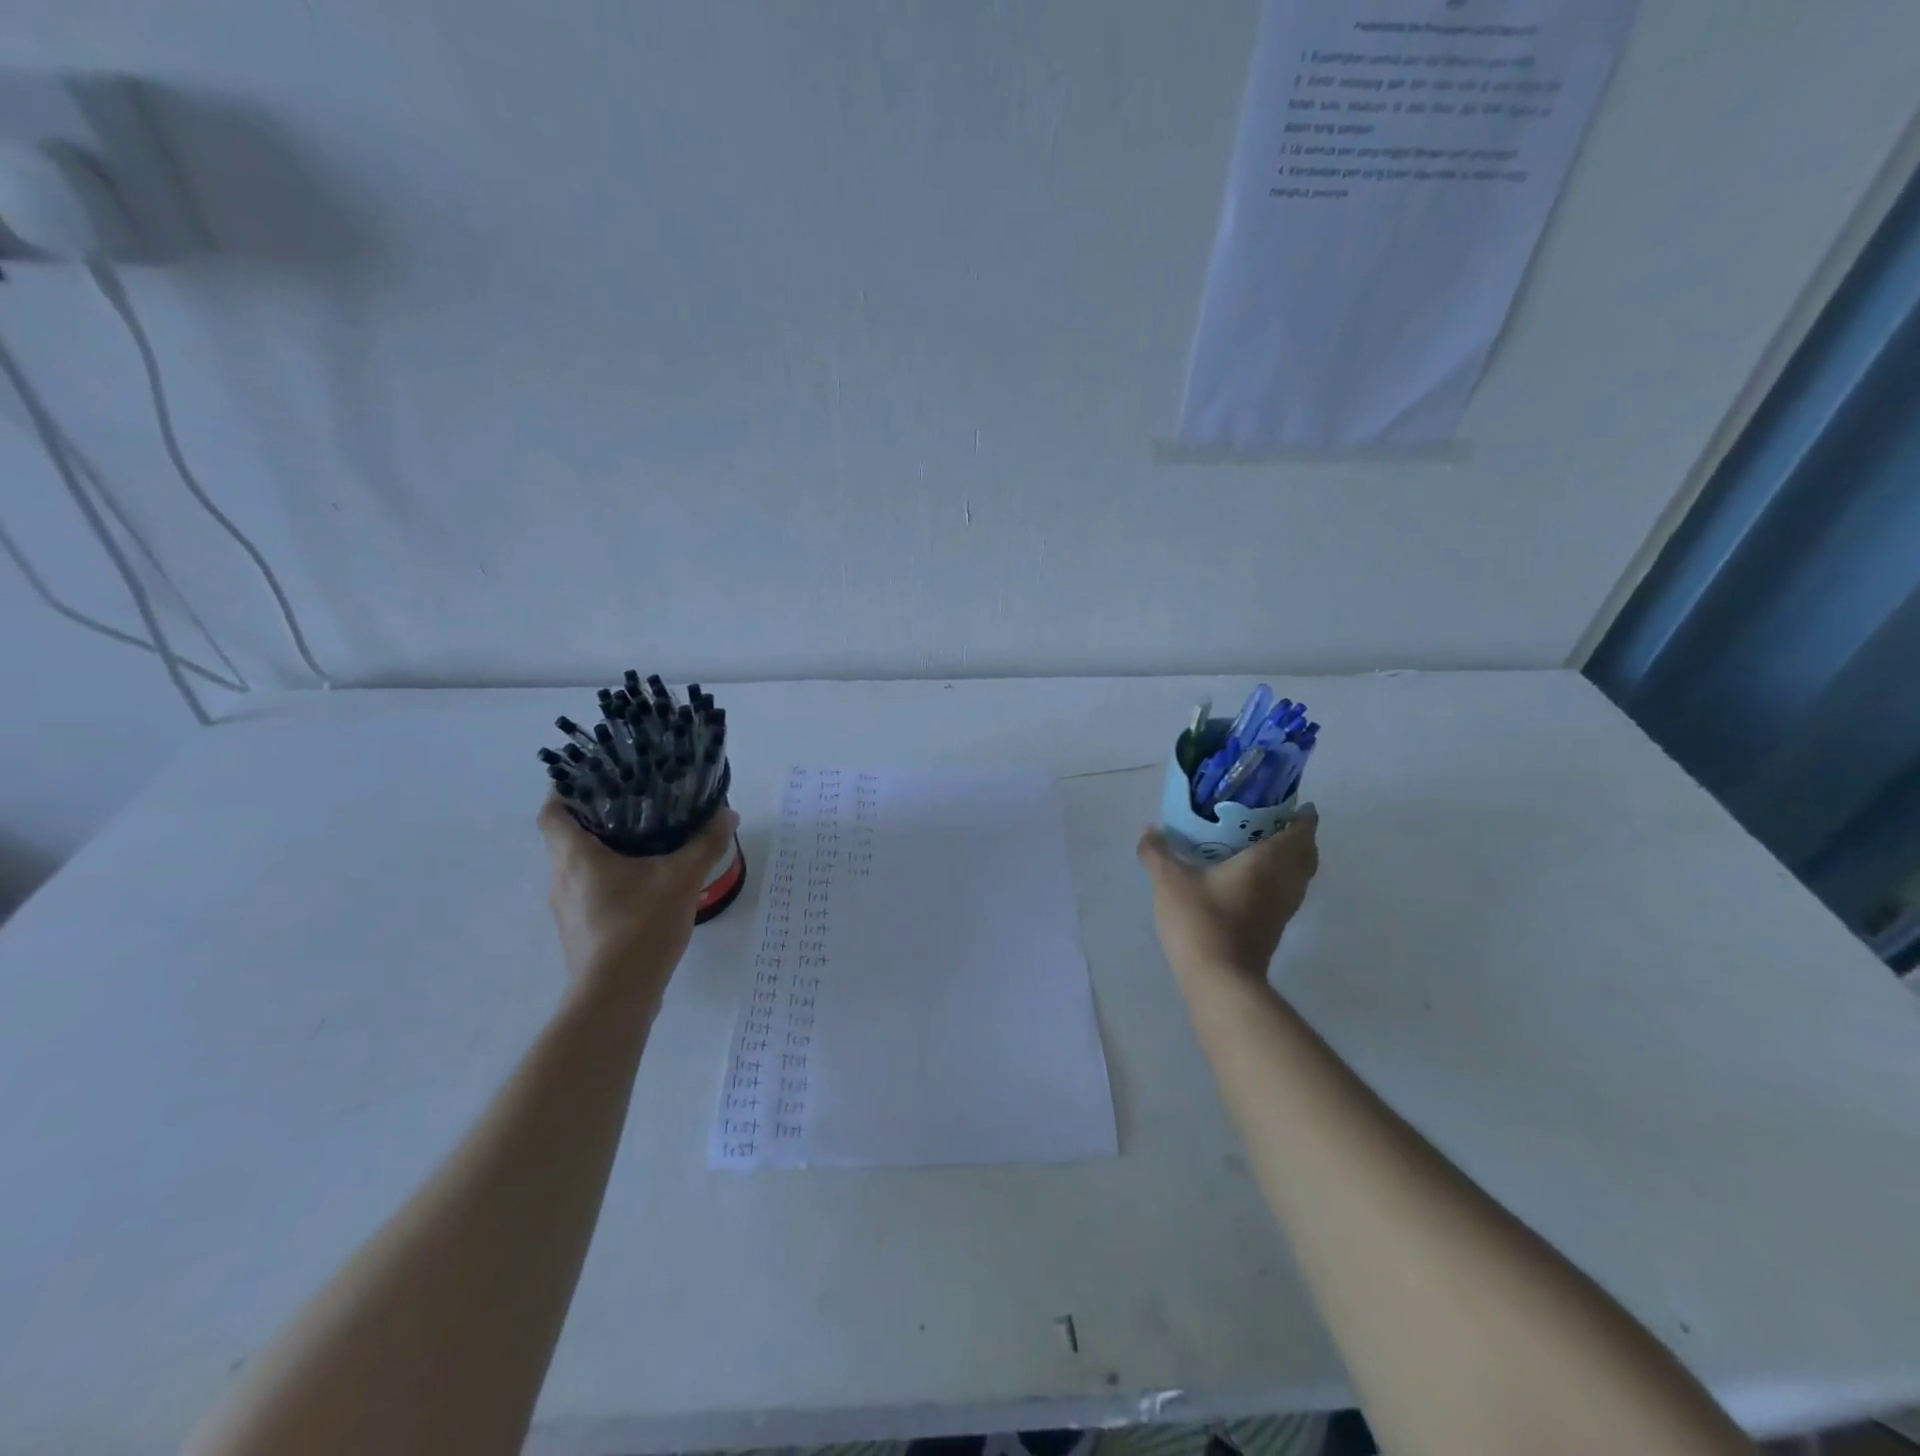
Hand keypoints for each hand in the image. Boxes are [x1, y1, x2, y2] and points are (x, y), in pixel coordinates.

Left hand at [537, 797, 739, 1006]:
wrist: (616, 997)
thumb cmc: (640, 927)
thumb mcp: (682, 878)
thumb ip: (705, 843)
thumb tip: (727, 814)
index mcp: (575, 857)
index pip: (552, 812)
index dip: (565, 791)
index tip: (592, 779)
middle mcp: (562, 879)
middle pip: (567, 838)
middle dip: (596, 818)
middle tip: (634, 804)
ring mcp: (568, 909)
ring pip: (579, 867)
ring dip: (604, 852)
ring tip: (645, 842)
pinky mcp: (581, 932)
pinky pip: (591, 892)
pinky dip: (611, 880)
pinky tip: (645, 884)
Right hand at [1137, 805, 1319, 982]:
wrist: (1220, 979)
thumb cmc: (1201, 920)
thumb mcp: (1169, 881)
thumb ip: (1157, 852)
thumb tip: (1148, 830)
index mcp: (1268, 862)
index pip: (1302, 832)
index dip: (1304, 816)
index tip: (1295, 803)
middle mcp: (1284, 883)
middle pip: (1308, 855)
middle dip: (1300, 837)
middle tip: (1274, 822)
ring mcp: (1282, 910)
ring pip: (1300, 877)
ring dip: (1291, 860)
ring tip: (1262, 847)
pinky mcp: (1274, 929)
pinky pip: (1286, 894)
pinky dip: (1279, 880)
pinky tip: (1250, 880)